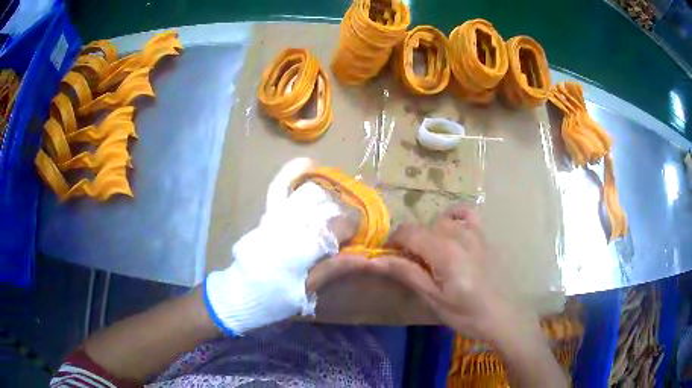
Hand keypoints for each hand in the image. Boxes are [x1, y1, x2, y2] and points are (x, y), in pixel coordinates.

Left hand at [204, 158, 358, 334]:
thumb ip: (331, 271)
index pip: (338, 225)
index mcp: (301, 247)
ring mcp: (277, 215)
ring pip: (309, 193)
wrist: (242, 292)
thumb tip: (360, 255)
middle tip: (342, 229)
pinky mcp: (268, 214)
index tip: (356, 236)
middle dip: (339, 215)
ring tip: (332, 208)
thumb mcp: (305, 293)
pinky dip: (292, 173)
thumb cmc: (274, 298)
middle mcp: (290, 224)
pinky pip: (279, 187)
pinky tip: (308, 164)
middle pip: (327, 206)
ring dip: (325, 198)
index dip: (352, 228)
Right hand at [363, 203, 540, 343]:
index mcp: (443, 251)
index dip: (392, 241)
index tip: (387, 257)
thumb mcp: (432, 298)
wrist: (502, 315)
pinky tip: (450, 230)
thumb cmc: (466, 313)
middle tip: (410, 266)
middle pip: (422, 227)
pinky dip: (453, 217)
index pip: (408, 232)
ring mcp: (474, 232)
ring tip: (430, 256)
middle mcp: (458, 234)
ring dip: (428, 235)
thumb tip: (374, 260)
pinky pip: (466, 214)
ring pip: (440, 221)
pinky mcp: (484, 236)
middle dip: (409, 242)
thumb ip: (406, 273)